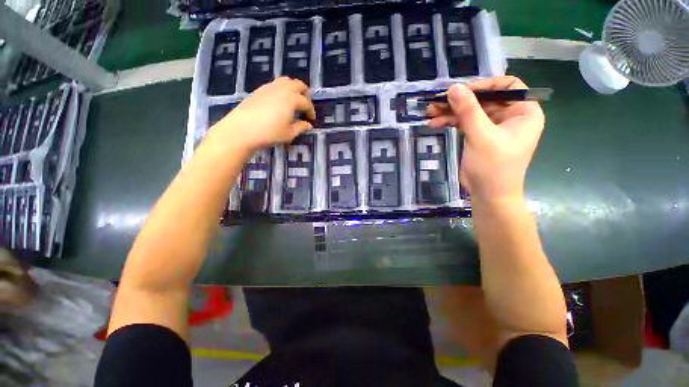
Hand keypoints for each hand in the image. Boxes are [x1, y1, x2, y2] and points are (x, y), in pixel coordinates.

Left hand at [209, 77, 315, 150]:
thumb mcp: (289, 133)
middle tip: (305, 106)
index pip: (306, 102)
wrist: (242, 129)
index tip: (312, 120)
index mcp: (292, 99)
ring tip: (294, 101)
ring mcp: (269, 87)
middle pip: (298, 84)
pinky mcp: (259, 90)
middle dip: (305, 94)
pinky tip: (279, 102)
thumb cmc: (269, 133)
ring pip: (286, 81)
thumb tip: (308, 125)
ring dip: (293, 89)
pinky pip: (275, 84)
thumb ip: (301, 127)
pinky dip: (282, 90)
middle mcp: (282, 89)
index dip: (311, 111)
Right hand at [426, 76, 544, 203]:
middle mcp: (510, 116)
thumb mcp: (481, 136)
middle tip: (435, 102)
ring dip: (450, 112)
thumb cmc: (493, 167)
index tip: (460, 91)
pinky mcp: (478, 136)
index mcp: (523, 112)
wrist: (488, 195)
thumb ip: (468, 111)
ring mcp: (492, 126)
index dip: (483, 85)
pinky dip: (450, 122)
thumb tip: (453, 88)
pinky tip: (435, 123)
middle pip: (483, 99)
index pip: (506, 86)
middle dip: (459, 101)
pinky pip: (464, 123)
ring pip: (470, 111)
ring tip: (429, 113)